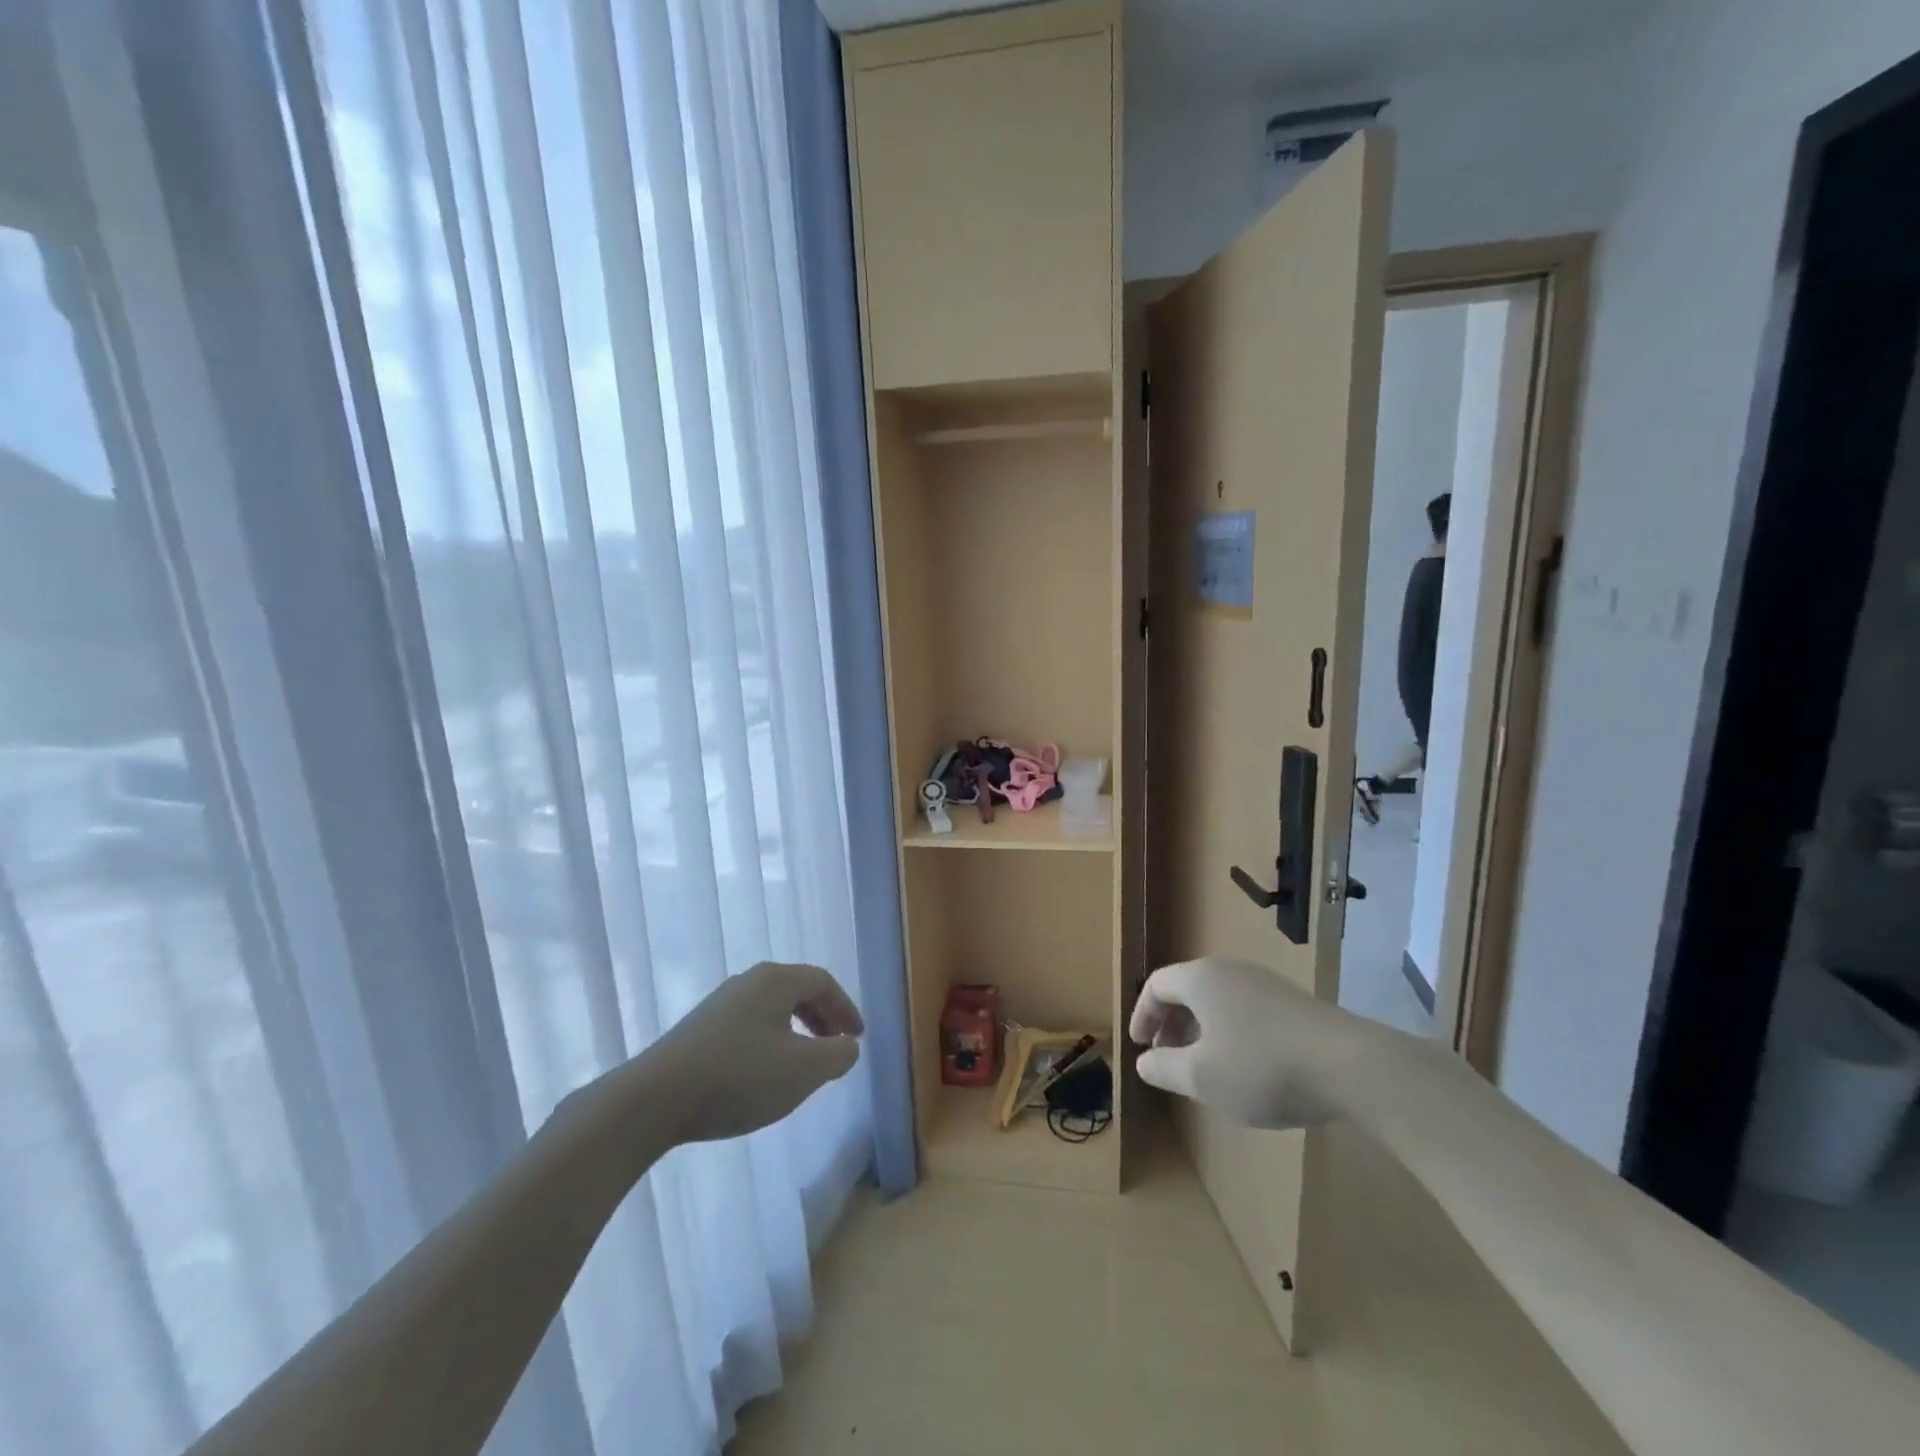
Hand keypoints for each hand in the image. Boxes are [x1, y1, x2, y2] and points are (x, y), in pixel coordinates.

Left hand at [647, 962, 864, 1143]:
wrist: (654, 1099)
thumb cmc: (739, 1077)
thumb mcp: (803, 1070)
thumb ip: (837, 1055)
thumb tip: (848, 1045)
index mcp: (776, 980)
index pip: (823, 982)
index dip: (845, 1008)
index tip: (857, 1037)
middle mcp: (748, 981)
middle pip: (797, 990)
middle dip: (822, 1018)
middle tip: (836, 1047)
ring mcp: (720, 1004)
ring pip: (772, 1009)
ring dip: (796, 1031)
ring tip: (804, 1064)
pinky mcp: (699, 1029)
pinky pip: (749, 1025)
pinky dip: (770, 1041)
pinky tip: (764, 1074)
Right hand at [1129, 956, 1383, 1129]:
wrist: (1351, 1067)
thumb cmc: (1262, 1068)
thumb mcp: (1202, 1077)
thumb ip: (1164, 1068)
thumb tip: (1143, 1062)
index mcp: (1201, 979)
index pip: (1156, 985)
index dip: (1141, 1015)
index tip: (1139, 1046)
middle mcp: (1230, 971)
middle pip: (1187, 990)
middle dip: (1170, 1024)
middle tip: (1166, 1057)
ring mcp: (1266, 984)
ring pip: (1218, 1001)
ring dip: (1200, 1030)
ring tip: (1203, 1067)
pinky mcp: (1293, 1003)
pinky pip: (1246, 1010)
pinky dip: (1230, 1033)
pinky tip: (1246, 1068)